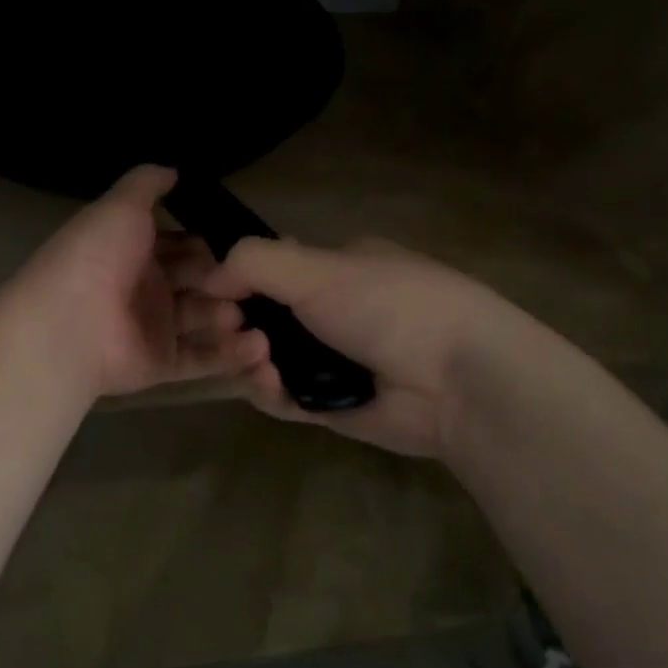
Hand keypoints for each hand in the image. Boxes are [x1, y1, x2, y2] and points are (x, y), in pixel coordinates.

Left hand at [8, 166, 269, 398]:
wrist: (68, 322)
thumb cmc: (97, 256)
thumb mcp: (120, 206)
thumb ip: (146, 184)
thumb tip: (173, 170)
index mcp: (134, 251)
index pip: (181, 246)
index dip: (207, 245)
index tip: (242, 246)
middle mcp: (144, 288)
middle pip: (196, 283)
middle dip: (225, 282)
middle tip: (252, 283)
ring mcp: (153, 328)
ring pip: (202, 321)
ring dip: (230, 317)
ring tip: (250, 315)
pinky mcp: (160, 364)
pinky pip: (200, 359)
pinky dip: (230, 355)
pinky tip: (260, 348)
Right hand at [203, 235, 572, 462]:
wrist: (458, 380)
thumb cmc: (389, 305)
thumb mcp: (318, 268)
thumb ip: (254, 263)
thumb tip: (208, 277)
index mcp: (334, 269)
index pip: (268, 271)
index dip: (234, 283)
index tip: (214, 295)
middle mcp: (329, 312)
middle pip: (259, 318)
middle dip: (235, 324)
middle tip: (230, 330)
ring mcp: (329, 360)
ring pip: (265, 359)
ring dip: (247, 358)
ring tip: (255, 358)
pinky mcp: (329, 405)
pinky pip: (282, 397)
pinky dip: (267, 391)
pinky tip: (268, 384)